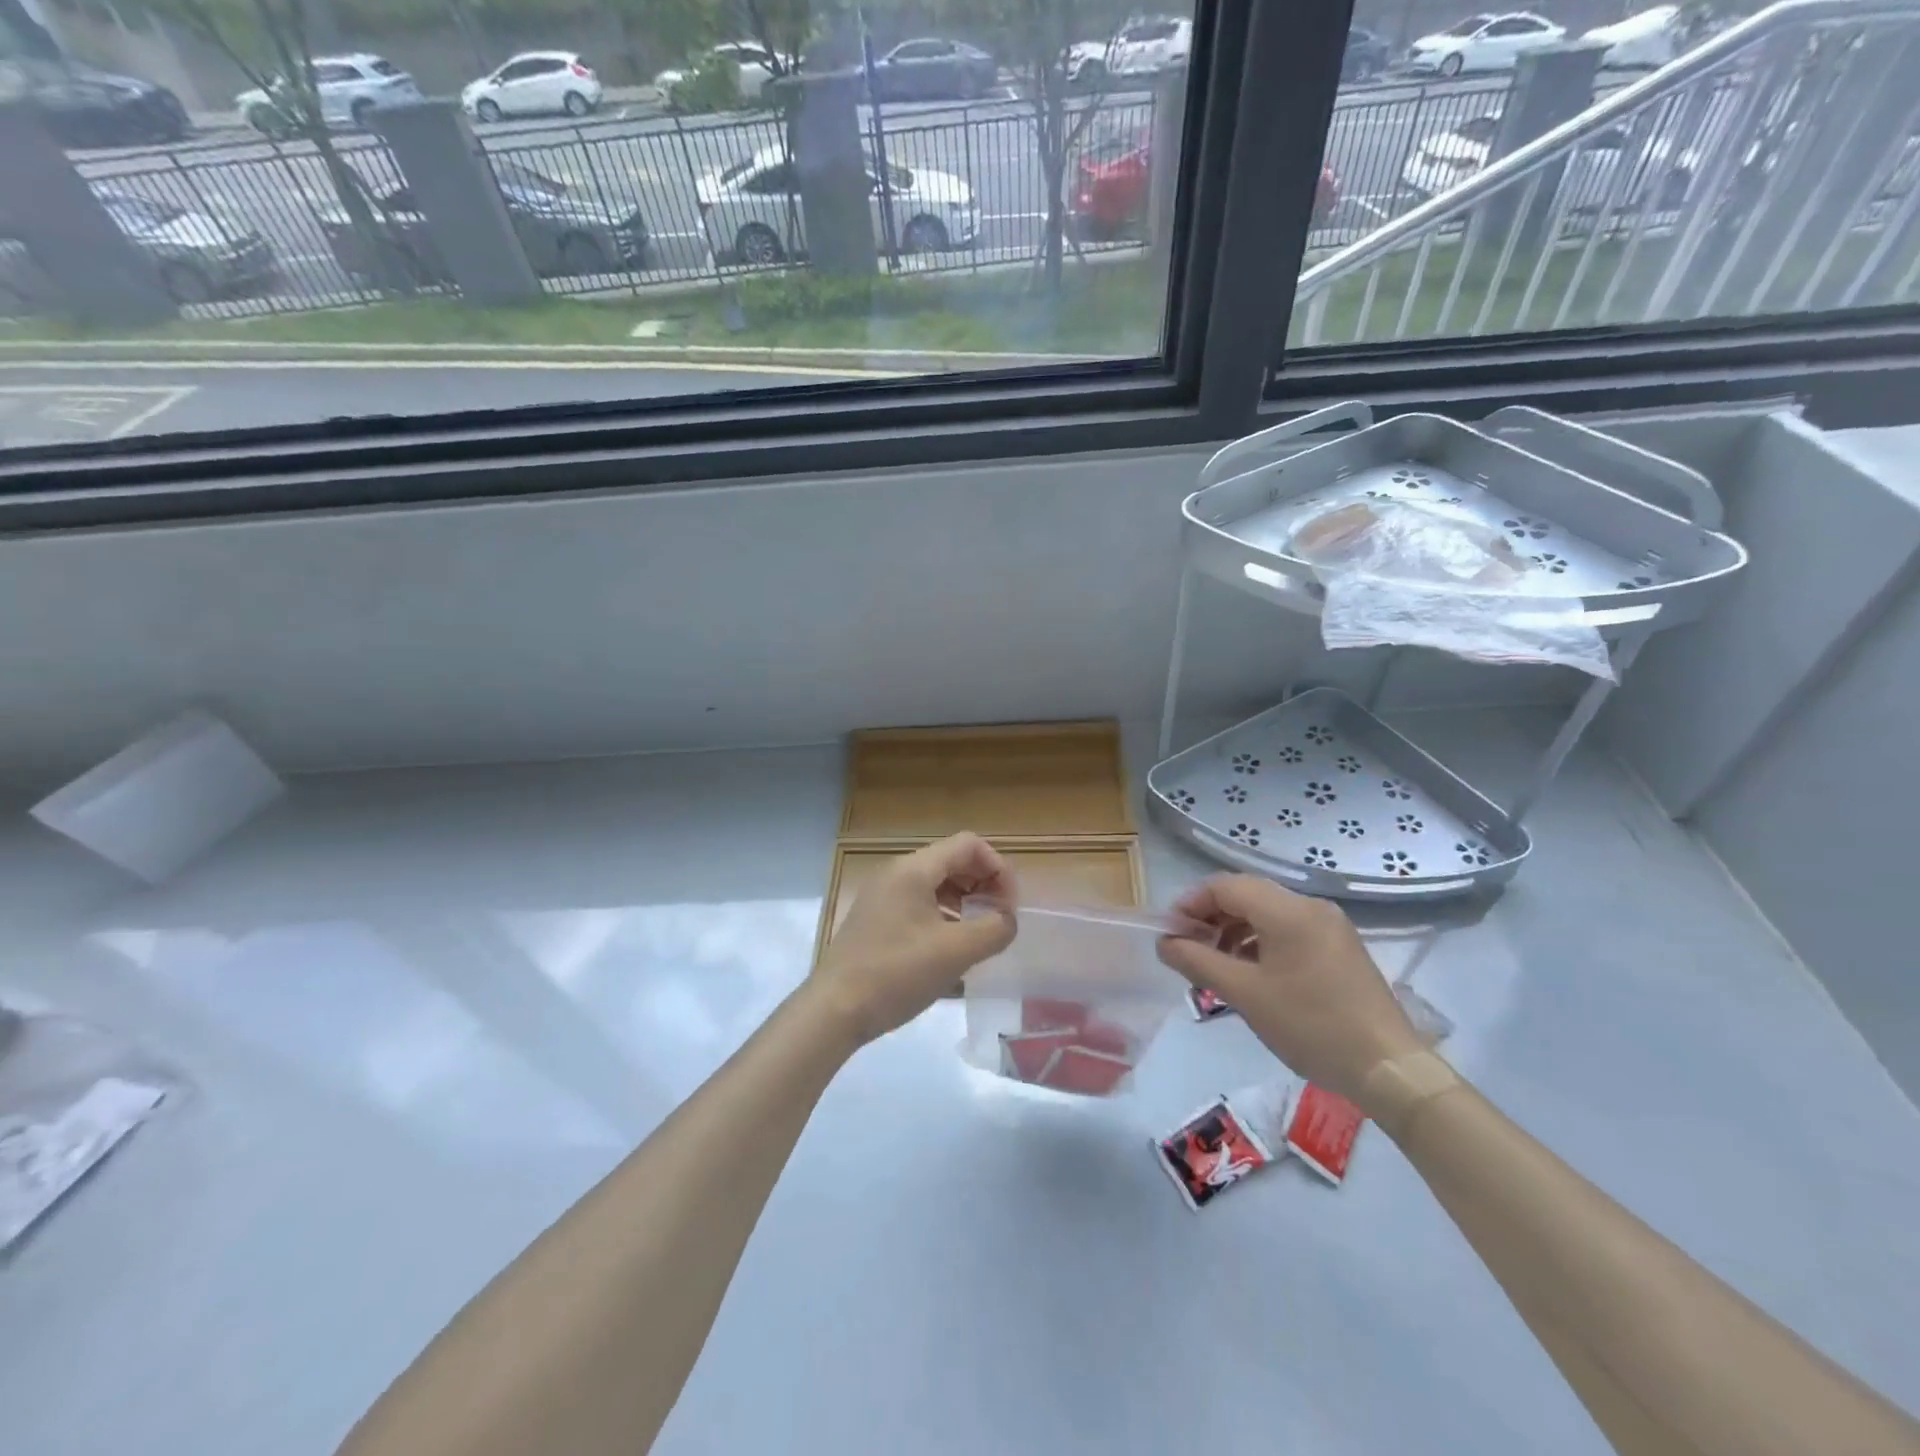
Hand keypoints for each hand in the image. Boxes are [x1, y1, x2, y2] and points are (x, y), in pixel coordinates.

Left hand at [812, 832, 1016, 1045]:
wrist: (834, 1010)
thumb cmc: (896, 974)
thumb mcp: (955, 952)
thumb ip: (994, 929)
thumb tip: (1008, 920)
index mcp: (913, 869)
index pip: (969, 845)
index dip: (998, 868)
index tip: (1010, 906)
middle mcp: (896, 873)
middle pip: (952, 861)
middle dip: (983, 884)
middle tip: (1000, 920)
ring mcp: (882, 896)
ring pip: (936, 884)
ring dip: (965, 901)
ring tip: (980, 935)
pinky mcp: (875, 919)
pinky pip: (919, 904)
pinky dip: (943, 915)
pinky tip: (951, 948)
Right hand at [1156, 875, 1421, 1106]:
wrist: (1388, 1068)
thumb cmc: (1310, 1026)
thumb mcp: (1244, 994)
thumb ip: (1197, 961)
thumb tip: (1165, 943)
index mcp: (1287, 910)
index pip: (1224, 886)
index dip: (1191, 904)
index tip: (1170, 933)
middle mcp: (1310, 906)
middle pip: (1246, 894)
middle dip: (1211, 917)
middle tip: (1188, 949)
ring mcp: (1329, 925)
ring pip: (1267, 912)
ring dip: (1234, 929)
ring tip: (1216, 964)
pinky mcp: (1340, 946)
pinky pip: (1288, 929)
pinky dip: (1261, 941)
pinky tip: (1251, 972)